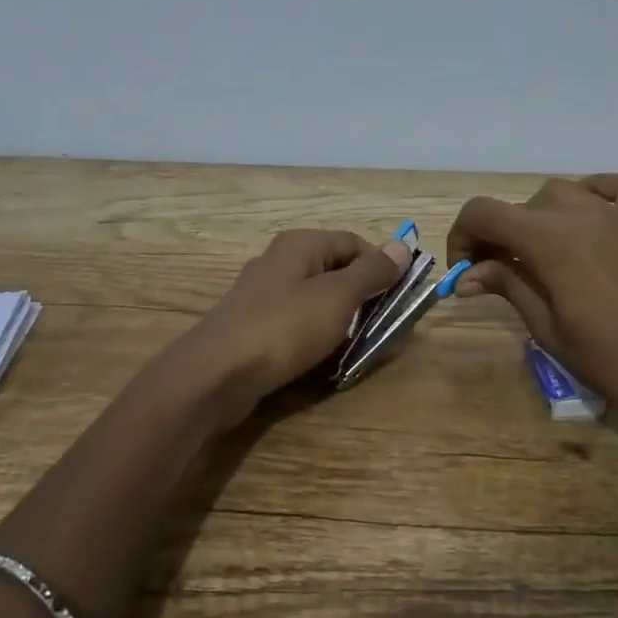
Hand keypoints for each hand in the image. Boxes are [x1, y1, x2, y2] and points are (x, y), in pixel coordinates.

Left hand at [170, 229, 411, 412]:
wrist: (215, 375)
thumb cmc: (284, 328)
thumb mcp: (338, 297)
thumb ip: (371, 272)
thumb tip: (402, 246)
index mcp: (300, 244)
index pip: (354, 242)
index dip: (382, 266)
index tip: (402, 297)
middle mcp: (279, 261)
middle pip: (334, 270)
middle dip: (362, 296)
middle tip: (384, 325)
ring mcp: (262, 295)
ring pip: (315, 299)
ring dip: (340, 319)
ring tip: (358, 345)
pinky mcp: (252, 326)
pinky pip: (295, 323)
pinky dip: (314, 336)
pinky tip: (322, 357)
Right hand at [447, 175, 617, 431]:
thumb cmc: (607, 360)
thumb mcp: (545, 327)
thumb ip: (507, 286)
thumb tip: (466, 275)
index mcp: (548, 240)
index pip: (484, 213)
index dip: (462, 236)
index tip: (464, 270)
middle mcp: (580, 214)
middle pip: (520, 207)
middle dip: (498, 235)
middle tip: (497, 274)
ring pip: (561, 193)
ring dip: (539, 217)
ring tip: (542, 254)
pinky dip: (596, 191)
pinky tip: (590, 216)